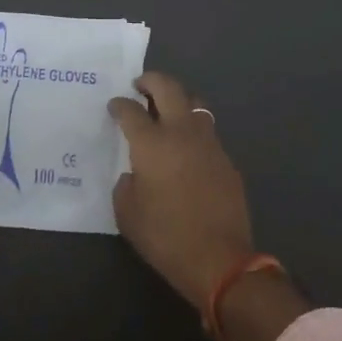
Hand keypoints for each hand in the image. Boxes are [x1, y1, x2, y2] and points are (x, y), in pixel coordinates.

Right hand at [108, 72, 255, 310]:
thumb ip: (126, 185)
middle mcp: (181, 132)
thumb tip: (135, 174)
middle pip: (168, 88)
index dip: (119, 104)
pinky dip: (193, 129)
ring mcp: (208, 143)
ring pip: (194, 103)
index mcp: (152, 144)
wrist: (220, 259)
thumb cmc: (165, 237)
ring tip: (166, 111)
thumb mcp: (127, 214)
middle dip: (151, 80)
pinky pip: (207, 131)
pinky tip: (186, 148)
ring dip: (177, 100)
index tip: (114, 106)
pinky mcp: (226, 159)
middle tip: (140, 85)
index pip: (130, 110)